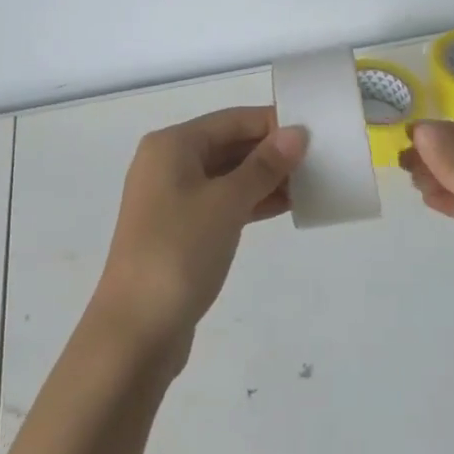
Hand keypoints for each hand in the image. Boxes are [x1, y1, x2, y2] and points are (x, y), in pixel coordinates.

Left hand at [88, 106, 307, 372]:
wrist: (135, 333)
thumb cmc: (179, 252)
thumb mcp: (227, 203)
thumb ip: (264, 166)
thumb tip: (297, 133)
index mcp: (172, 145)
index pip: (231, 120)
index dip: (271, 122)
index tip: (313, 130)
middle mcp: (169, 163)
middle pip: (228, 144)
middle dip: (270, 151)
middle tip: (318, 158)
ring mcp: (172, 199)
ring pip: (227, 175)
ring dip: (265, 178)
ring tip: (311, 182)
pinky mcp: (180, 230)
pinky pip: (222, 202)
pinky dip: (251, 202)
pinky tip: (285, 206)